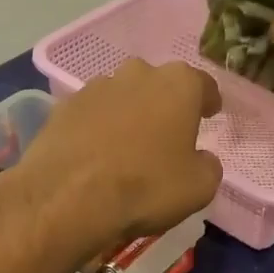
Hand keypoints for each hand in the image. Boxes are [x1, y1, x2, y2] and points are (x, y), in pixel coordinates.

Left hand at [8, 61, 223, 252]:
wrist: (69, 198)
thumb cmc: (146, 187)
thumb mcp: (199, 187)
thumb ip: (208, 165)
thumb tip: (201, 158)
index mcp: (178, 84)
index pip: (203, 85)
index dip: (208, 101)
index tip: (210, 115)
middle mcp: (137, 74)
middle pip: (158, 84)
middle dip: (165, 104)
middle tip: (167, 134)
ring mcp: (95, 87)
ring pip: (122, 96)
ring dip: (129, 114)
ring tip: (128, 146)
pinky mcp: (63, 107)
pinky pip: (91, 114)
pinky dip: (97, 128)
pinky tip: (97, 154)